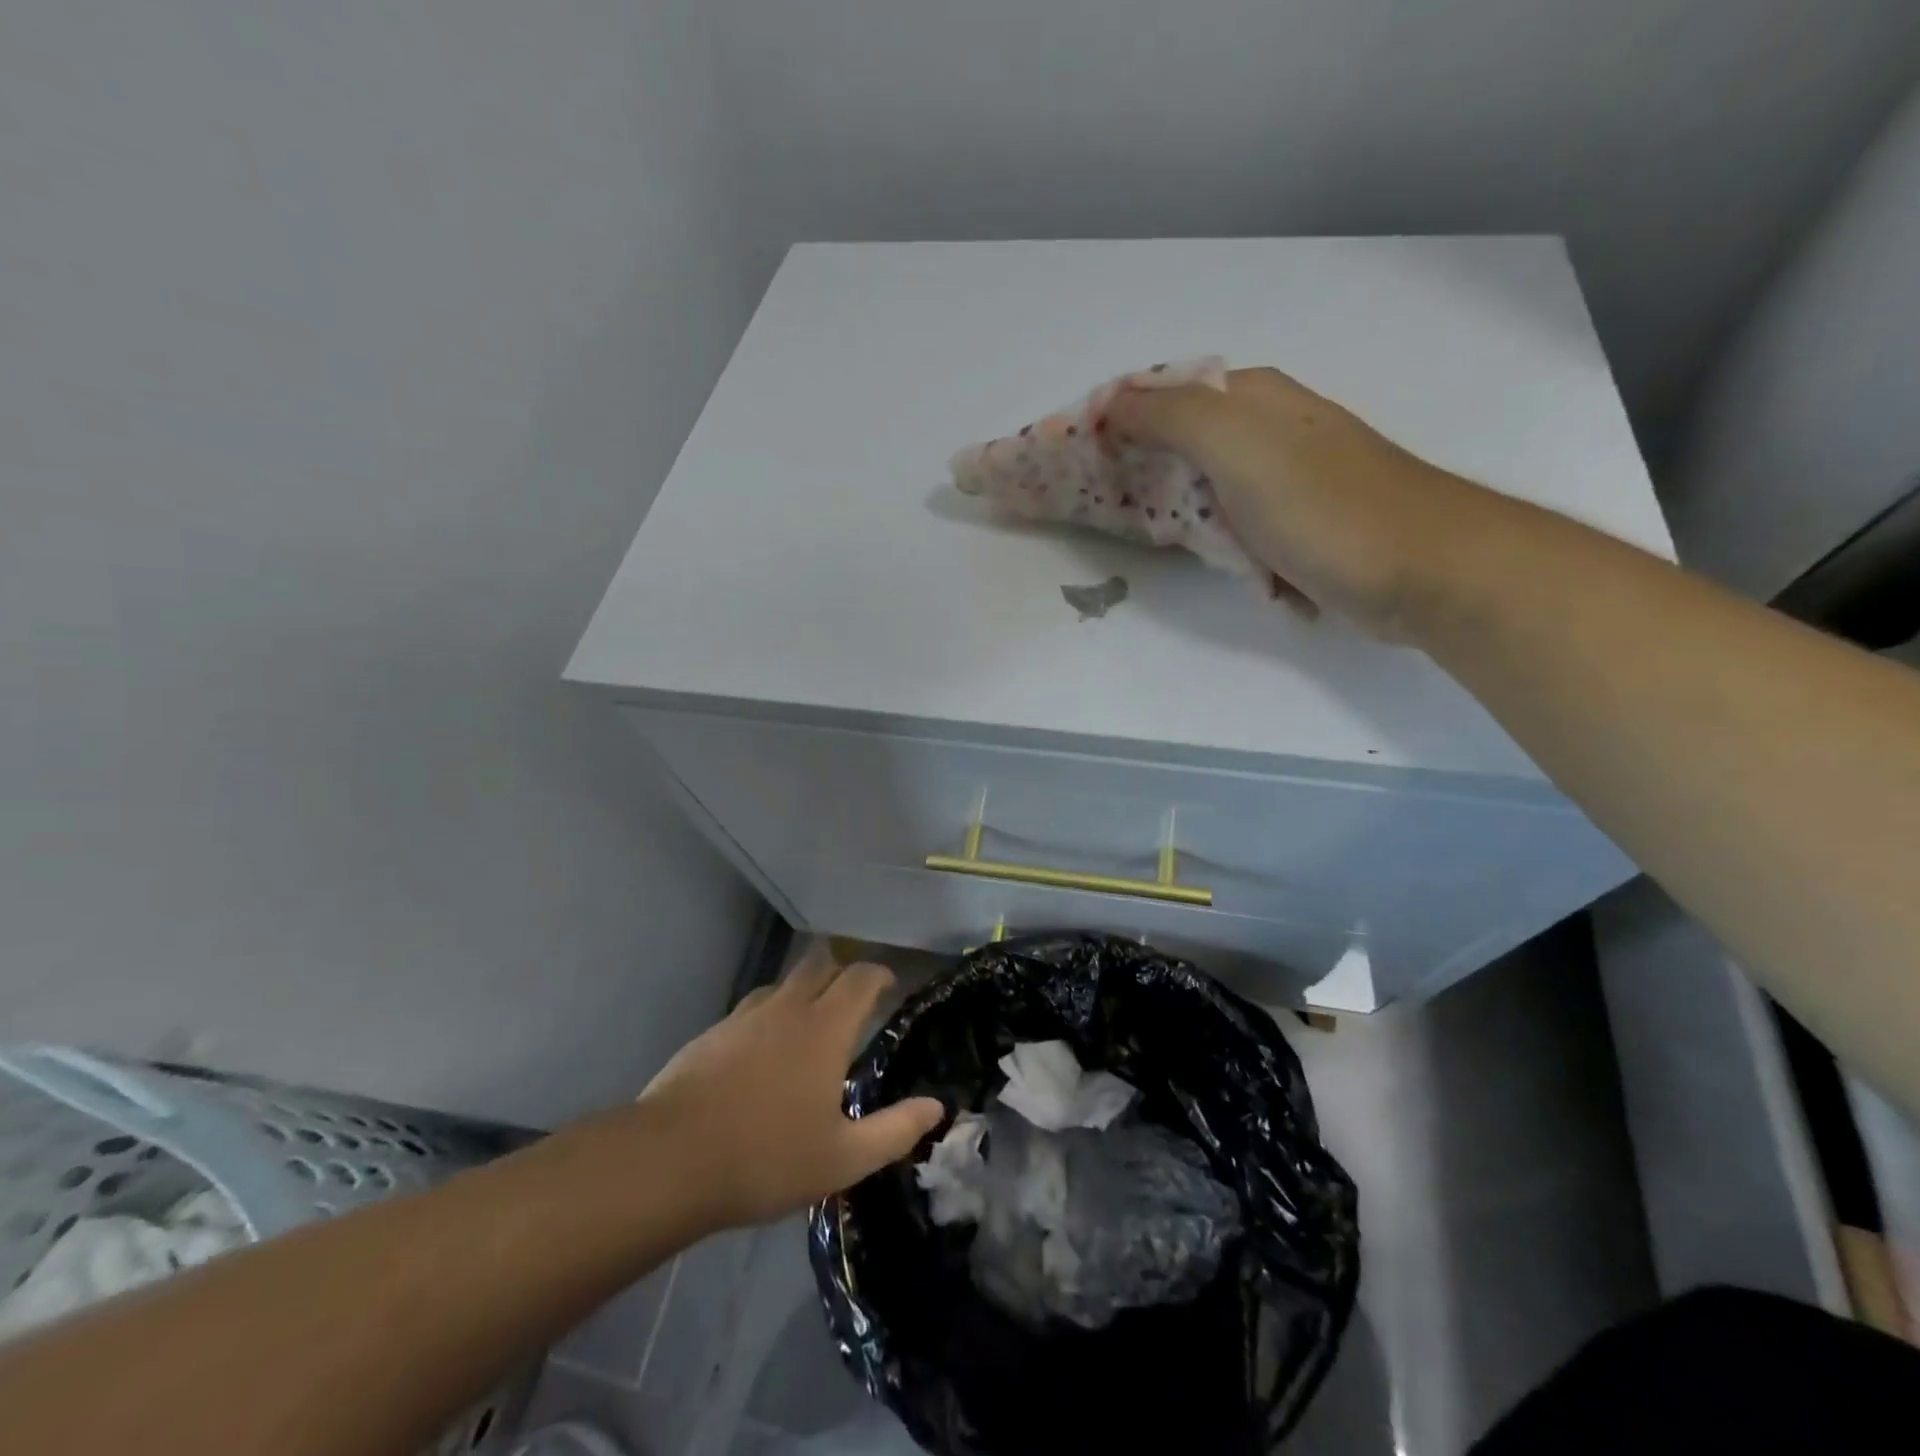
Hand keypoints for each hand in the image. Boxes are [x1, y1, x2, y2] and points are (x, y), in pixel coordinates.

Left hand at [635, 946, 944, 1229]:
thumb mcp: (843, 1158)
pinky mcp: (712, 1033)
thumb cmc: (766, 1158)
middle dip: (841, 971)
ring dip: (803, 991)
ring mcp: (745, 1016)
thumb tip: (936, 1106)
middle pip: (820, 963)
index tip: (889, 987)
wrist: (669, 1160)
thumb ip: (894, 1130)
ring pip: (783, 983)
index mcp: (825, 1028)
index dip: (879, 975)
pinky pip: (753, 1008)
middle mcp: (788, 1008)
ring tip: (809, 1026)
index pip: (861, 977)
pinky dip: (770, 1016)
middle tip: (853, 1001)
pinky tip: (763, 1053)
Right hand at [1103, 367, 1486, 639]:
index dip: (1114, 422)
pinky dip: (1220, 548)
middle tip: (1104, 509)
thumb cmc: (1326, 505)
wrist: (1423, 571)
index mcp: (1252, 398)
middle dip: (1138, 473)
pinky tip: (1223, 567)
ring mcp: (1282, 480)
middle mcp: (1266, 429)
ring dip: (1178, 517)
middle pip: (1177, 443)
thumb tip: (1108, 404)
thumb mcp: (1239, 446)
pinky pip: (1234, 530)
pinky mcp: (1294, 526)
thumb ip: (1170, 417)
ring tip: (1161, 542)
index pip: (1161, 394)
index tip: (1076, 463)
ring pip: (1203, 491)